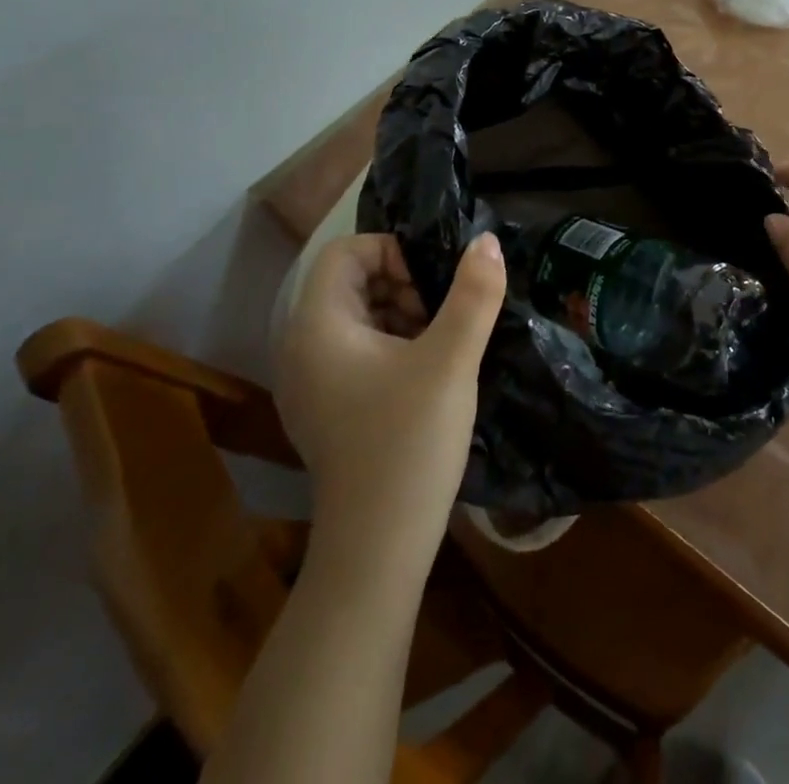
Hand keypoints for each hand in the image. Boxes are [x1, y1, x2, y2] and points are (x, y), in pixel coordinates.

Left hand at [272, 232, 504, 576]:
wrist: (377, 549)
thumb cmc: (408, 443)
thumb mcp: (450, 361)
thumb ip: (473, 294)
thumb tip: (486, 241)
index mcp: (318, 326)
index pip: (346, 251)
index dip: (392, 252)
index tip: (431, 287)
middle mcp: (302, 346)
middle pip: (351, 282)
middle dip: (402, 285)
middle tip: (441, 318)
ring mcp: (310, 381)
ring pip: (358, 316)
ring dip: (401, 315)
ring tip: (439, 347)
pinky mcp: (326, 407)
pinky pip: (356, 350)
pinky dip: (391, 346)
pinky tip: (425, 376)